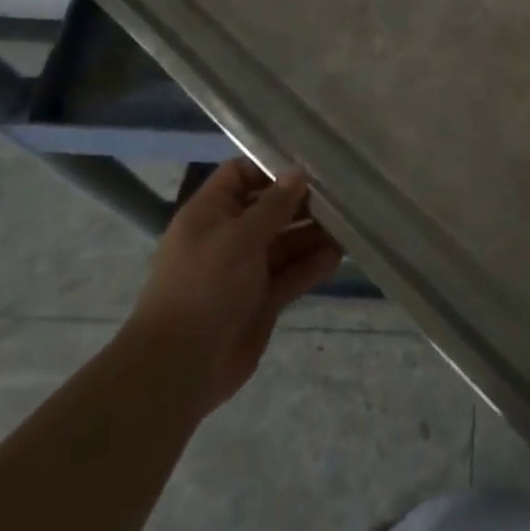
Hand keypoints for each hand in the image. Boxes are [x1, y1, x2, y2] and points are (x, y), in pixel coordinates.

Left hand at [128, 159, 343, 411]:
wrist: (180, 368)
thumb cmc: (204, 286)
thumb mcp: (239, 237)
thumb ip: (274, 204)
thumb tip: (299, 171)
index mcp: (211, 213)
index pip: (241, 174)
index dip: (271, 166)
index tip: (309, 163)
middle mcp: (229, 236)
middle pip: (270, 208)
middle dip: (302, 201)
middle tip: (342, 192)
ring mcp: (246, 270)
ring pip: (285, 242)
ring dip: (314, 233)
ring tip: (350, 222)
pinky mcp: (262, 300)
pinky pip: (292, 274)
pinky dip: (312, 265)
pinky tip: (339, 255)